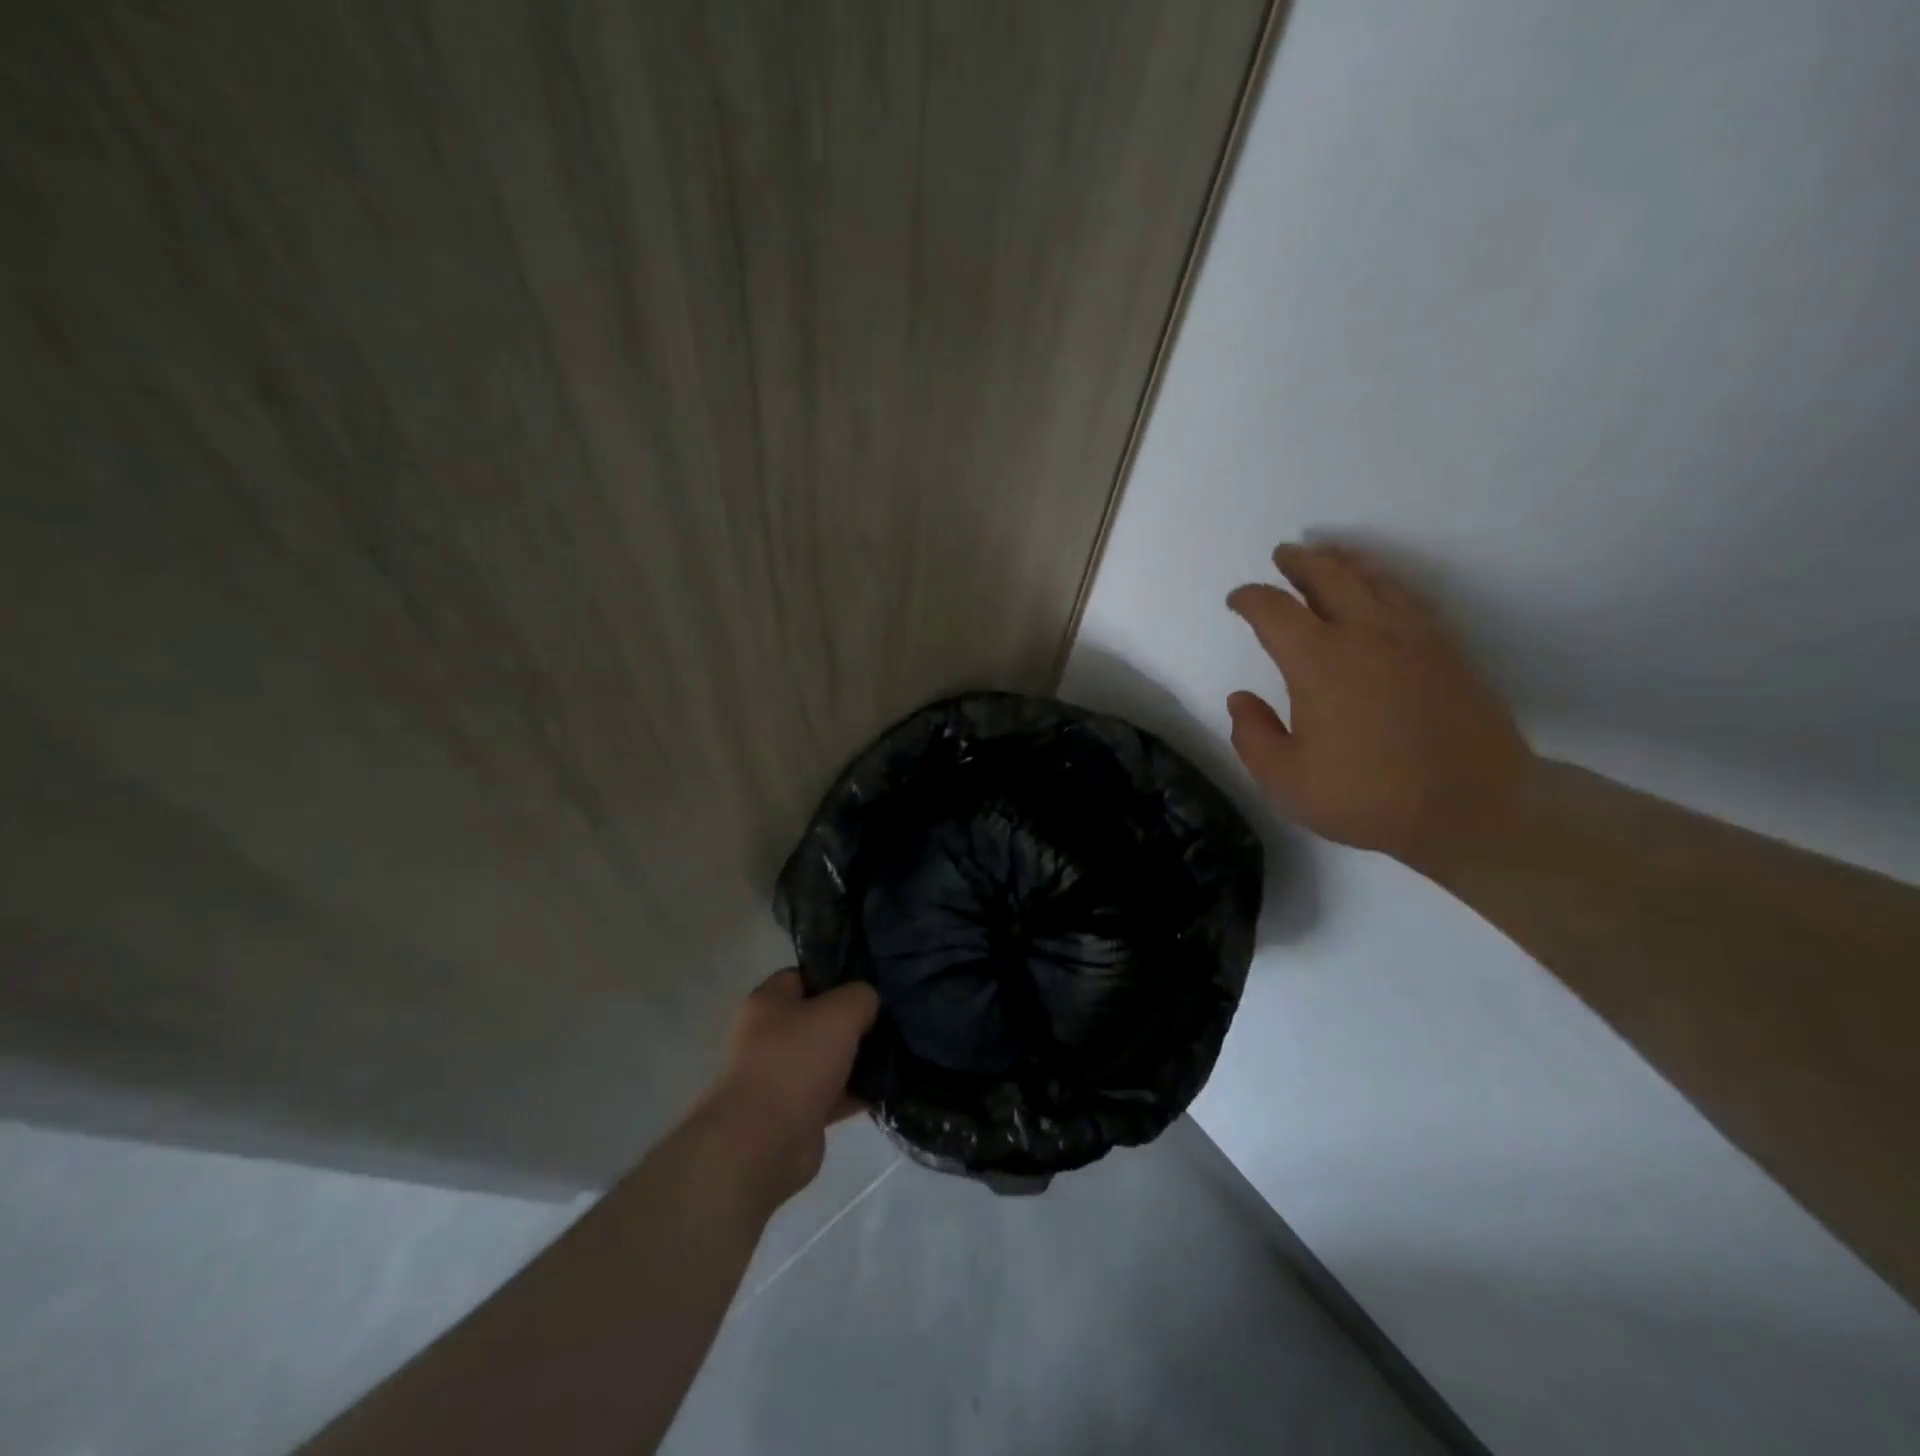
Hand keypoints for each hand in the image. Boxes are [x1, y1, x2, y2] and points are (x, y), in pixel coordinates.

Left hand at [699, 970, 879, 1208]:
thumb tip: (867, 1002)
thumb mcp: (840, 1011)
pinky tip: (886, 1088)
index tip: (870, 982)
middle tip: (888, 1018)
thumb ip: (861, 996)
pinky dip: (854, 1093)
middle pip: (818, 1018)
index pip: (805, 975)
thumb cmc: (796, 1060)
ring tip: (895, 1052)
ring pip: (827, 1058)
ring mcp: (779, 1076)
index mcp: (768, 1001)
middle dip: (852, 1020)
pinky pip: (831, 1095)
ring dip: (856, 1059)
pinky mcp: (794, 1114)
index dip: (837, 976)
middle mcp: (768, 1035)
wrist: (764, 1141)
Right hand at [1226, 542, 1531, 868]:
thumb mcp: (1286, 780)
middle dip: (1301, 562)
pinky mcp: (1447, 650)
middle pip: (1330, 576)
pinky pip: (1409, 598)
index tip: (1238, 600)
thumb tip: (1240, 699)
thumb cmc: (1368, 795)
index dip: (1251, 599)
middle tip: (1284, 555)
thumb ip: (1253, 736)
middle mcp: (1366, 634)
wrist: (1475, 806)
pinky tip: (1381, 590)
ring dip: (1345, 563)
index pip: (1274, 611)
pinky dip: (1385, 583)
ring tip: (1329, 557)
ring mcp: (1414, 637)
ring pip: (1375, 580)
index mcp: (1319, 661)